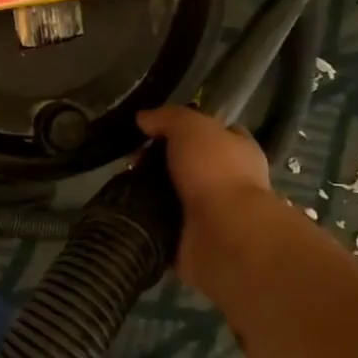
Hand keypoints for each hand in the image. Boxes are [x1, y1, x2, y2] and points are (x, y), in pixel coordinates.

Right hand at [136, 107, 273, 292]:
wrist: (222, 235)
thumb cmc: (215, 172)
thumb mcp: (191, 128)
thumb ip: (168, 118)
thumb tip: (143, 118)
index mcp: (237, 151)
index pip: (213, 133)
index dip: (184, 128)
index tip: (152, 130)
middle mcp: (227, 182)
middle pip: (186, 164)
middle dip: (157, 162)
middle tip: (129, 161)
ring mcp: (209, 213)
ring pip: (170, 195)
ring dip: (147, 191)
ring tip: (120, 186)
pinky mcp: (189, 239)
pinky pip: (160, 223)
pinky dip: (144, 218)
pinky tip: (124, 209)